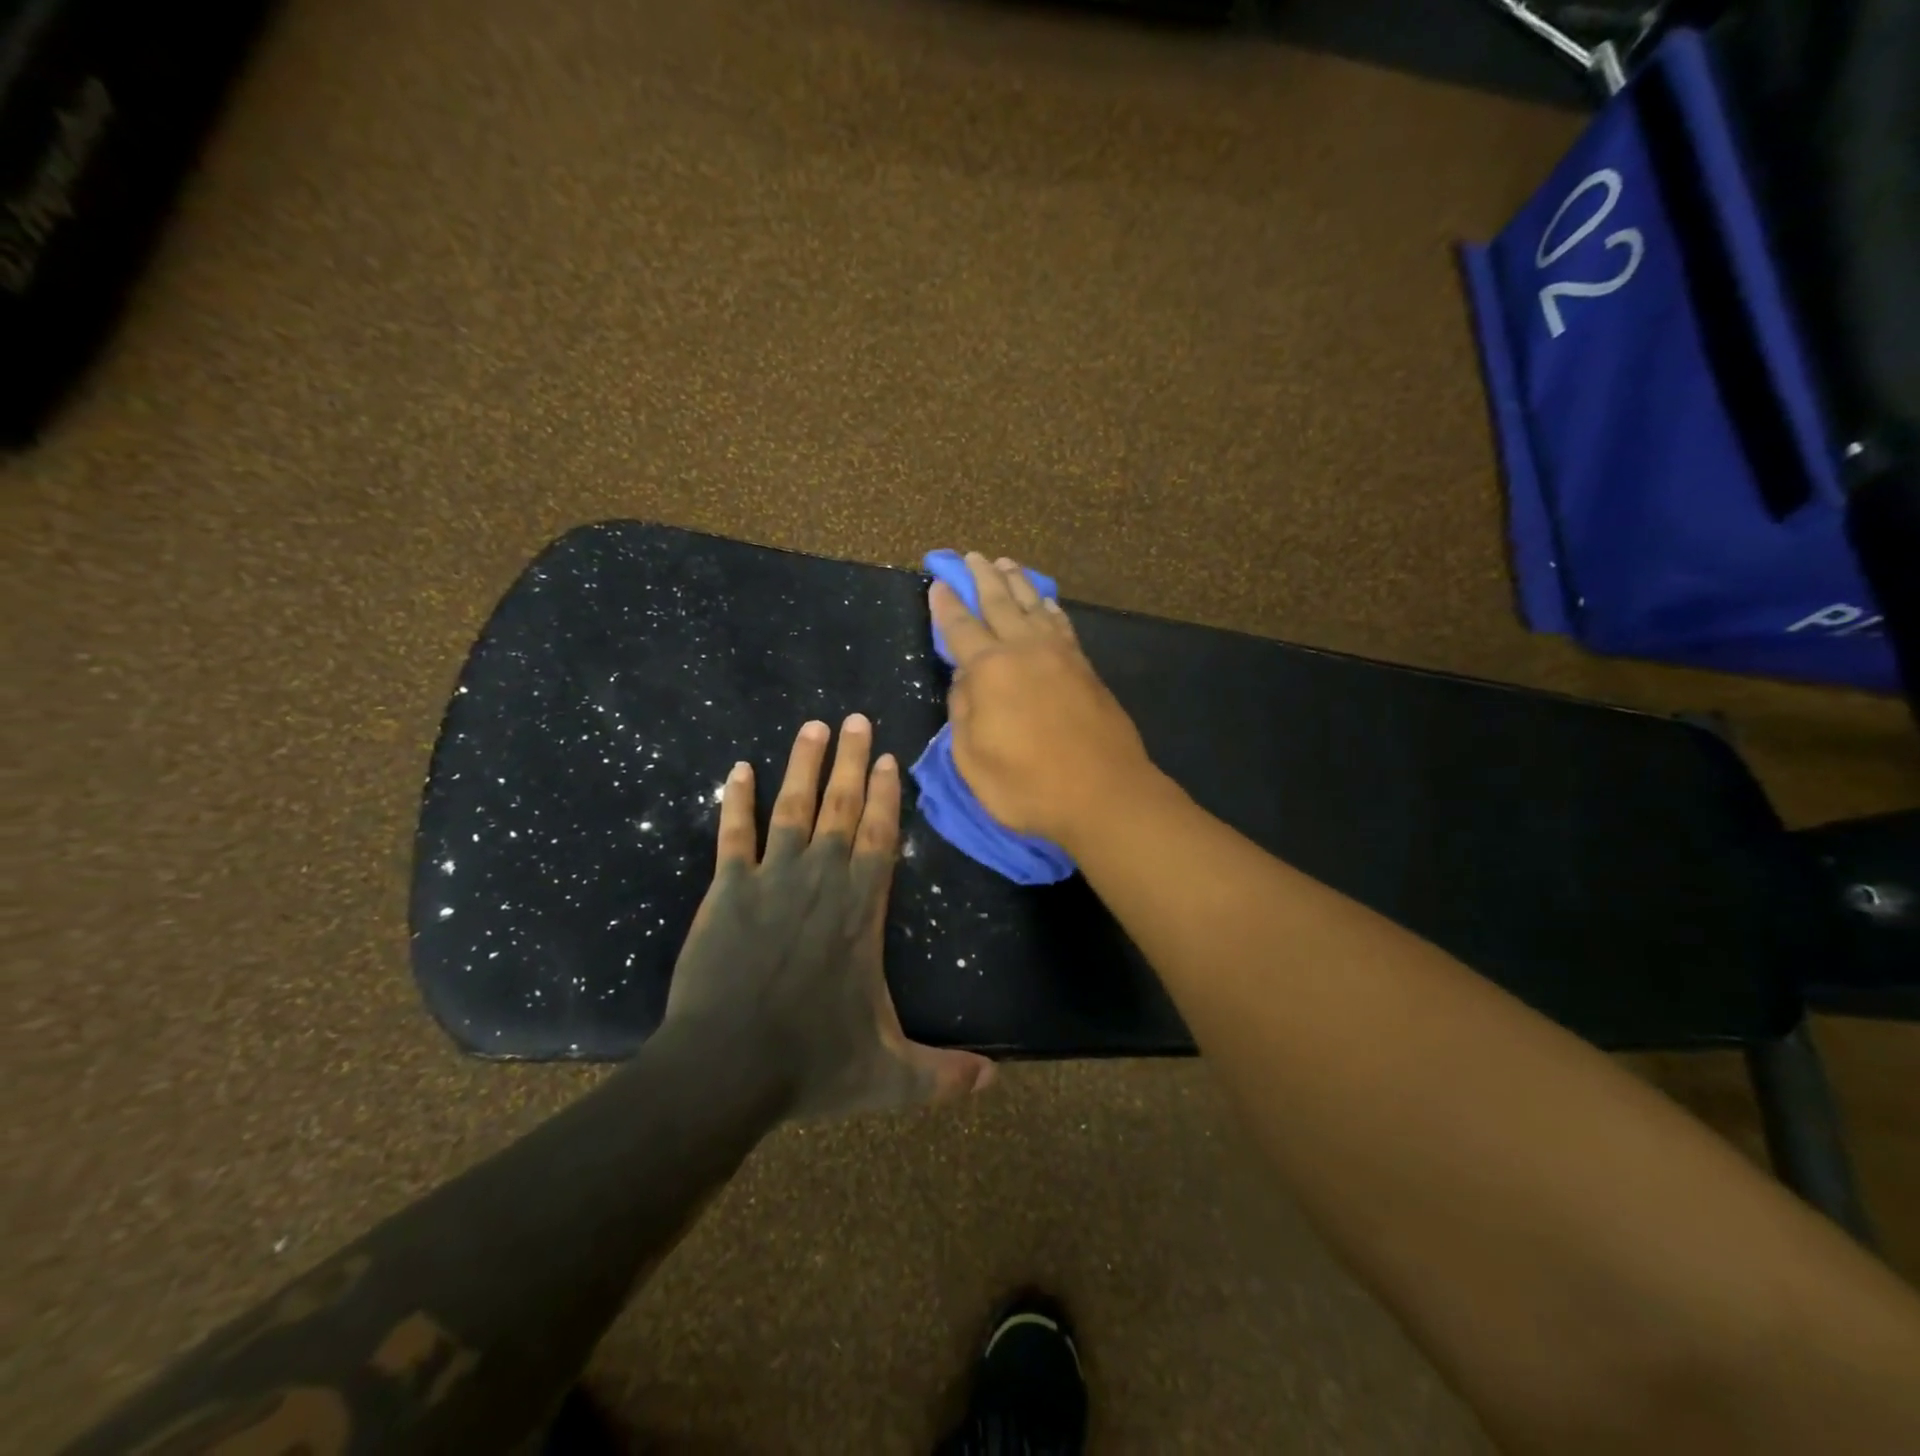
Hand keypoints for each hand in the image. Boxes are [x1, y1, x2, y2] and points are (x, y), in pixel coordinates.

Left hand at [663, 714, 995, 1118]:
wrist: (723, 1072)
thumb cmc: (810, 1066)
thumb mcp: (889, 1077)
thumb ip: (942, 1075)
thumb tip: (997, 1082)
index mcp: (860, 912)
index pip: (878, 838)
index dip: (884, 796)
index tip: (887, 758)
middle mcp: (820, 882)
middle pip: (840, 808)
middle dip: (850, 761)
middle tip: (855, 719)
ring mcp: (770, 881)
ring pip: (792, 809)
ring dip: (802, 766)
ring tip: (812, 727)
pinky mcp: (726, 892)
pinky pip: (733, 836)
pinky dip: (735, 801)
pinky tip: (737, 770)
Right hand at [930, 552, 1156, 847]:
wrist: (1104, 793)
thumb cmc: (1028, 785)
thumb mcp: (972, 759)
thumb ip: (962, 713)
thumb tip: (964, 681)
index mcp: (990, 670)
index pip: (959, 628)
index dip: (945, 605)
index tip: (938, 584)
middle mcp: (1024, 650)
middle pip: (999, 603)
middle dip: (981, 578)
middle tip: (971, 557)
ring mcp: (1060, 655)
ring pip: (1034, 605)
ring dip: (1016, 583)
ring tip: (1005, 565)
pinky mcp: (1085, 668)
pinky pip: (1061, 624)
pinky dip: (1049, 607)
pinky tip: (1046, 602)